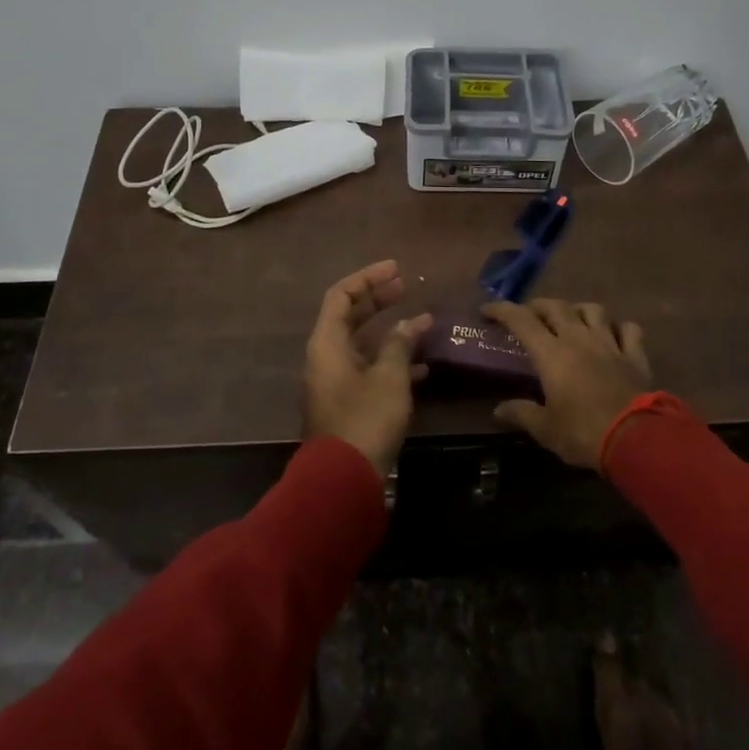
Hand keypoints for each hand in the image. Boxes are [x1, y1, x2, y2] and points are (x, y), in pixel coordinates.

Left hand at [303, 260, 432, 475]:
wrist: (342, 479)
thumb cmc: (365, 418)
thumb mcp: (390, 377)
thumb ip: (400, 344)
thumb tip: (411, 323)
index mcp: (327, 343)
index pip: (341, 295)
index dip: (368, 278)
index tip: (396, 270)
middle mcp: (325, 356)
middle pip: (349, 316)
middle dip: (378, 300)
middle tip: (405, 287)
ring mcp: (335, 381)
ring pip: (362, 344)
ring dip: (389, 332)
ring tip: (422, 324)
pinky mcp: (346, 403)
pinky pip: (368, 368)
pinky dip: (390, 361)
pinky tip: (422, 366)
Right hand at [483, 299, 651, 468]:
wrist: (636, 438)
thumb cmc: (583, 433)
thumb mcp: (546, 429)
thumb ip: (521, 414)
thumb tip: (498, 410)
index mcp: (551, 353)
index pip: (521, 320)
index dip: (502, 310)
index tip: (487, 310)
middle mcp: (578, 339)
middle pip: (556, 307)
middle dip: (538, 306)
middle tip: (529, 315)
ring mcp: (609, 343)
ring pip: (592, 310)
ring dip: (578, 309)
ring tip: (571, 318)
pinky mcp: (634, 355)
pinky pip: (628, 329)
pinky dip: (619, 327)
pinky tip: (614, 334)